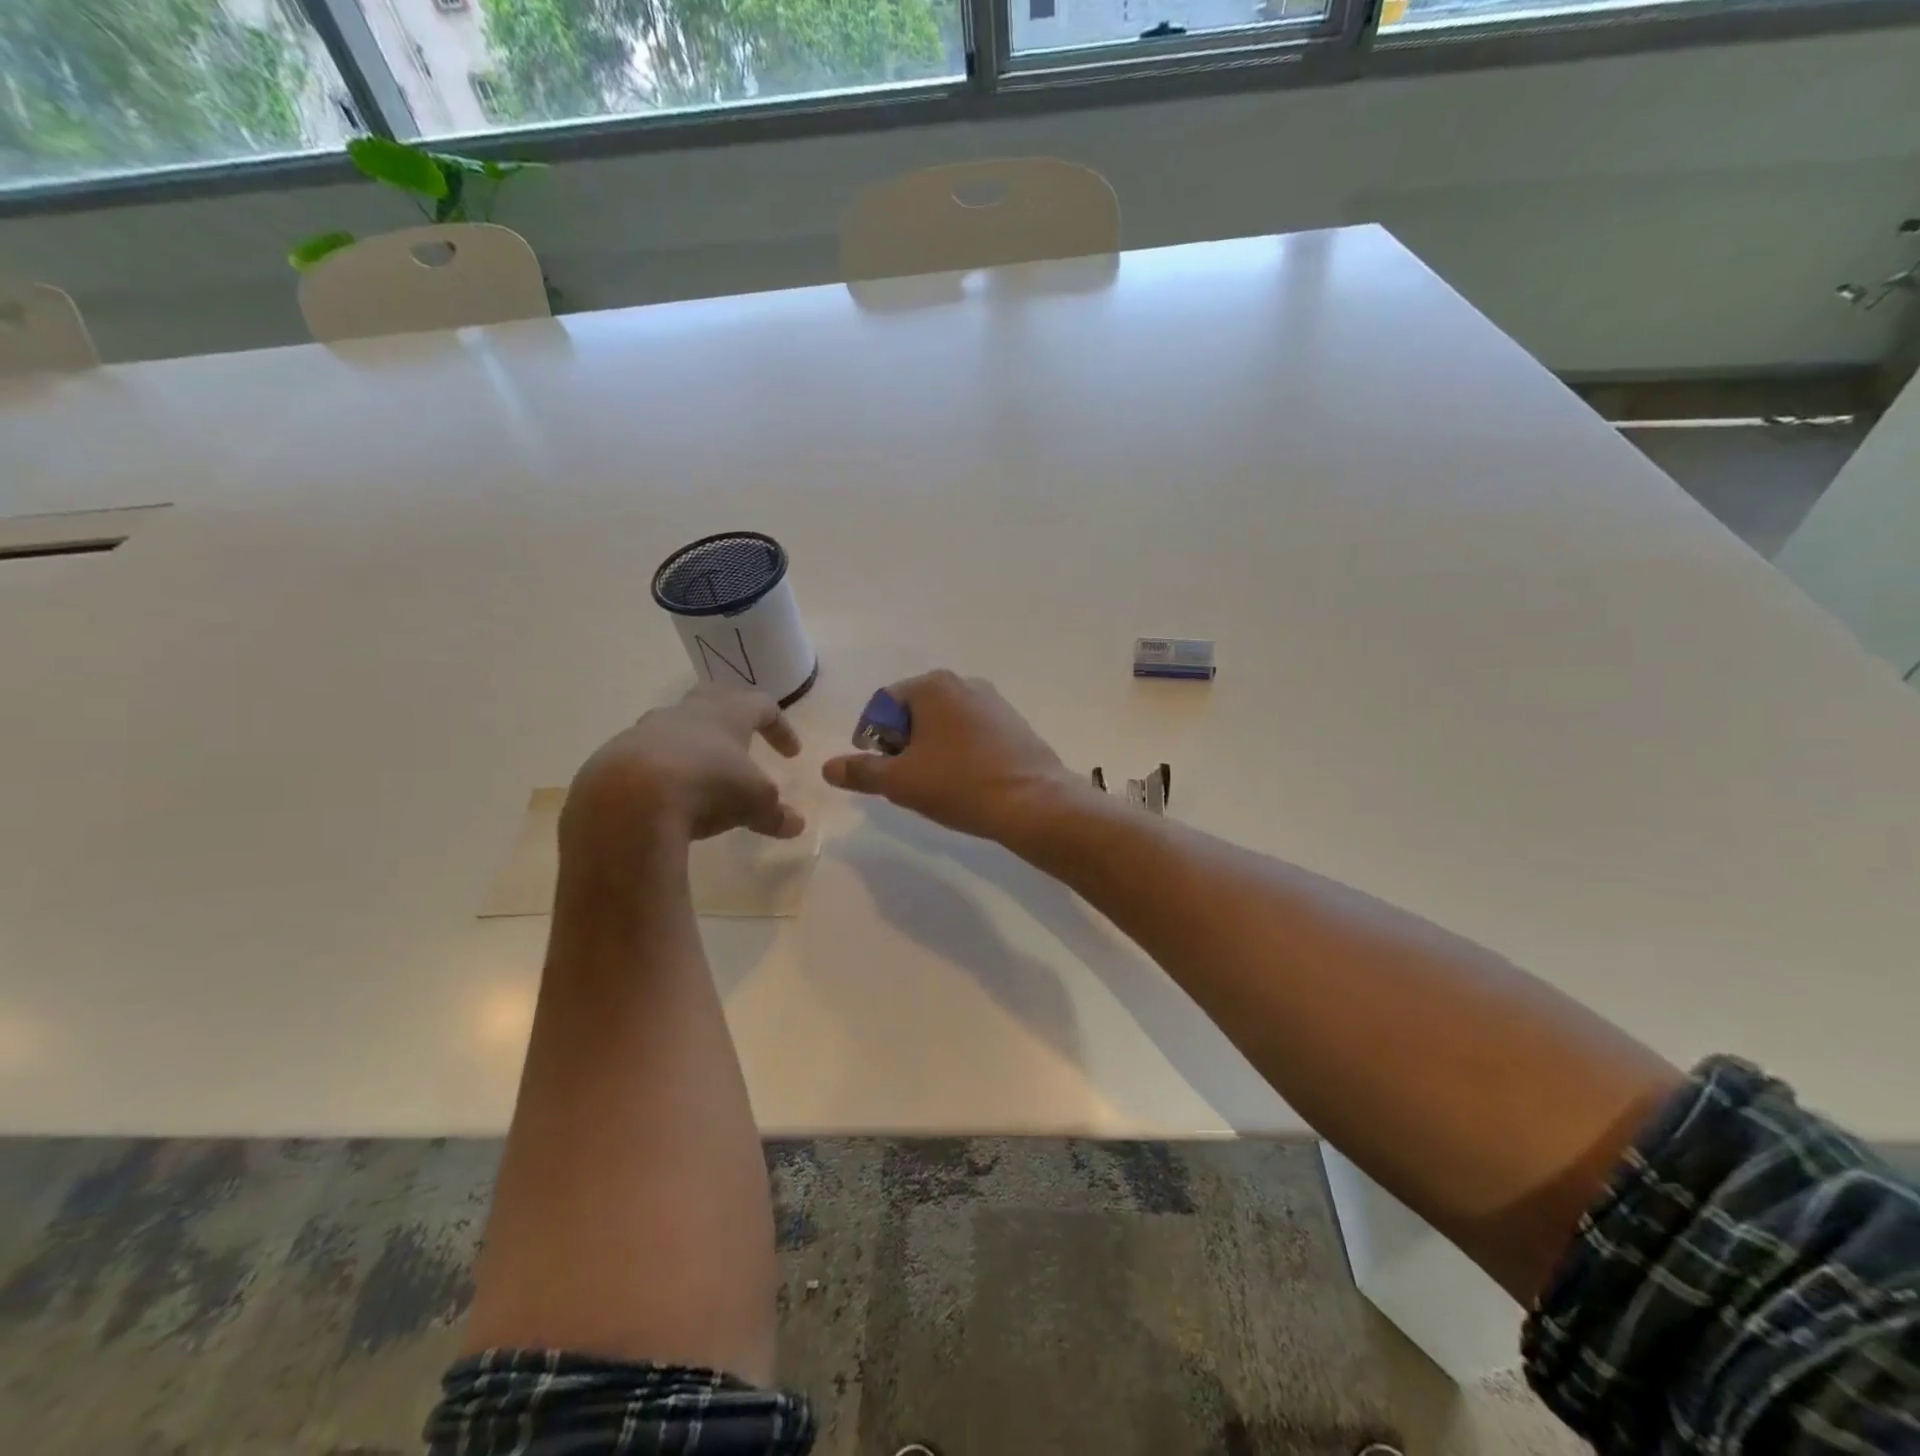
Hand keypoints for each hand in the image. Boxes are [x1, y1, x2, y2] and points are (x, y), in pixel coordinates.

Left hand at [562, 685, 804, 873]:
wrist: (629, 800)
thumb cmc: (707, 788)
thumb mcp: (754, 804)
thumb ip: (776, 813)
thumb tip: (796, 825)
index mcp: (727, 714)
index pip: (762, 706)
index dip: (780, 727)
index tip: (790, 754)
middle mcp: (687, 712)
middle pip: (714, 697)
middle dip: (732, 715)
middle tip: (743, 738)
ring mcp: (646, 730)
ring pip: (676, 725)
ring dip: (693, 743)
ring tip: (702, 772)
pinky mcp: (615, 755)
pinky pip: (645, 754)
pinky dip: (661, 769)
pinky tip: (665, 796)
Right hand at [822, 671, 1080, 845]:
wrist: (1033, 802)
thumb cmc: (959, 784)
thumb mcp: (900, 782)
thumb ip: (861, 771)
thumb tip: (828, 768)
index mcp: (933, 686)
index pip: (883, 704)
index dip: (871, 737)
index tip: (878, 769)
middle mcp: (964, 682)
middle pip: (914, 711)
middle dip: (902, 744)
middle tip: (904, 780)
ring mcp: (993, 701)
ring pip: (944, 723)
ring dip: (930, 749)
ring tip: (935, 784)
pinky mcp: (1013, 723)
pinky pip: (971, 732)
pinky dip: (958, 752)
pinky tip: (965, 781)